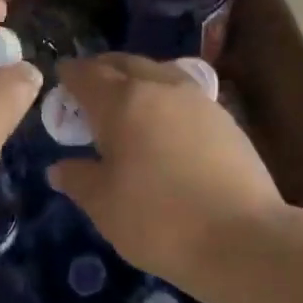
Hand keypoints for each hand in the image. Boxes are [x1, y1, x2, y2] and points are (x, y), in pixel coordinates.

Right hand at [48, 54, 283, 293]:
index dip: (70, 75)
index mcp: (122, 102)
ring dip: (138, 79)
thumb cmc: (159, 220)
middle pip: (126, 64)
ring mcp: (198, 101)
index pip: (88, 75)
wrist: (242, 238)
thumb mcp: (104, 206)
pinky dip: (164, 99)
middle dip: (103, 70)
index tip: (61, 78)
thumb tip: (60, 167)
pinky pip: (184, 95)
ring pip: (160, 74)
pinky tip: (164, 124)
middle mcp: (161, 88)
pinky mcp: (225, 119)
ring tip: (127, 103)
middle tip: (89, 88)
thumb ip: (79, 179)